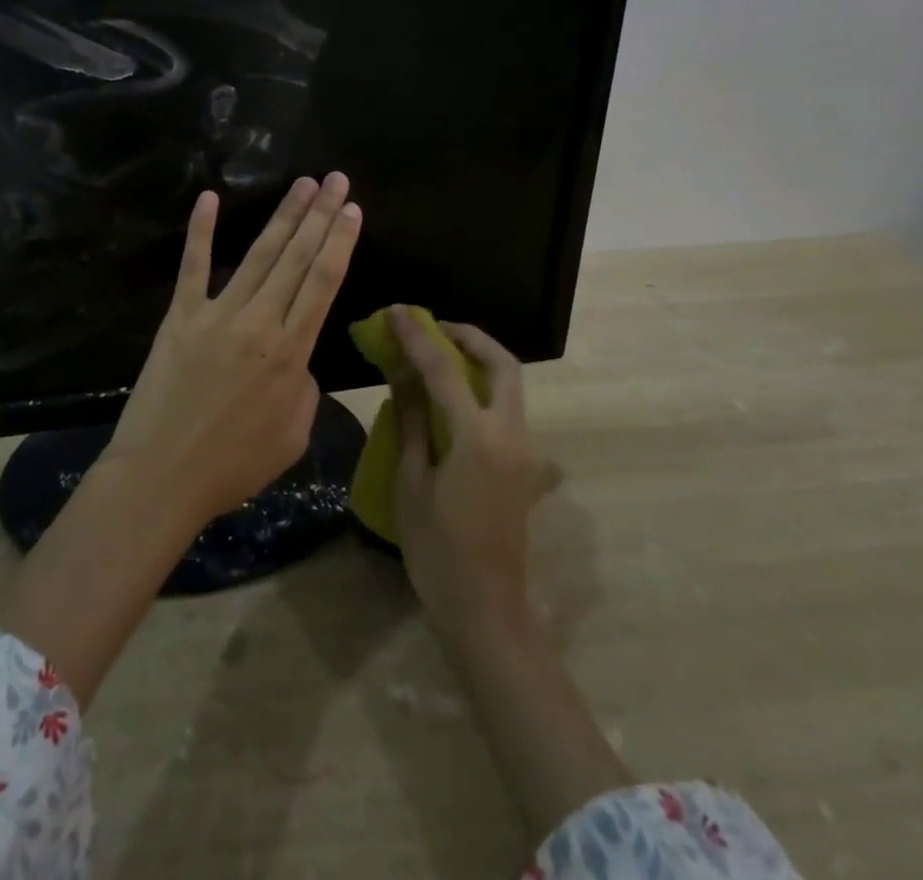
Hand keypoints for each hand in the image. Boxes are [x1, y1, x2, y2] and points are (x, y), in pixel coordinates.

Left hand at [103, 174, 362, 522]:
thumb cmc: (233, 466)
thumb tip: (297, 359)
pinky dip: (201, 230)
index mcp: (292, 353)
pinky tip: (209, 197)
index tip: (352, 208)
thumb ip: (304, 388)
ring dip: (283, 215)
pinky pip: (193, 267)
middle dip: (320, 215)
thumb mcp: (293, 436)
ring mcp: (217, 314)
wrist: (163, 477)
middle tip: (336, 179)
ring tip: (302, 183)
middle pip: (297, 258)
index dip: (340, 242)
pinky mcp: (180, 317)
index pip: (324, 283)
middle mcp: (260, 323)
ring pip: (258, 255)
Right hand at [389, 311, 634, 837]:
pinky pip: (507, 408)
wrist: (486, 611)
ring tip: (439, 354)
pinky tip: (453, 396)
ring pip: (511, 384)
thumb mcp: (412, 484)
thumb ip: (413, 422)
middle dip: (469, 336)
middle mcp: (512, 435)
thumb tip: (403, 375)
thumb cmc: (438, 552)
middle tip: (434, 328)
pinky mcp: (525, 465)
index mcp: (479, 439)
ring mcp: (525, 450)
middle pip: (503, 364)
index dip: (418, 336)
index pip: (445, 370)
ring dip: (479, 359)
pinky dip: (483, 387)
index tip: (397, 312)